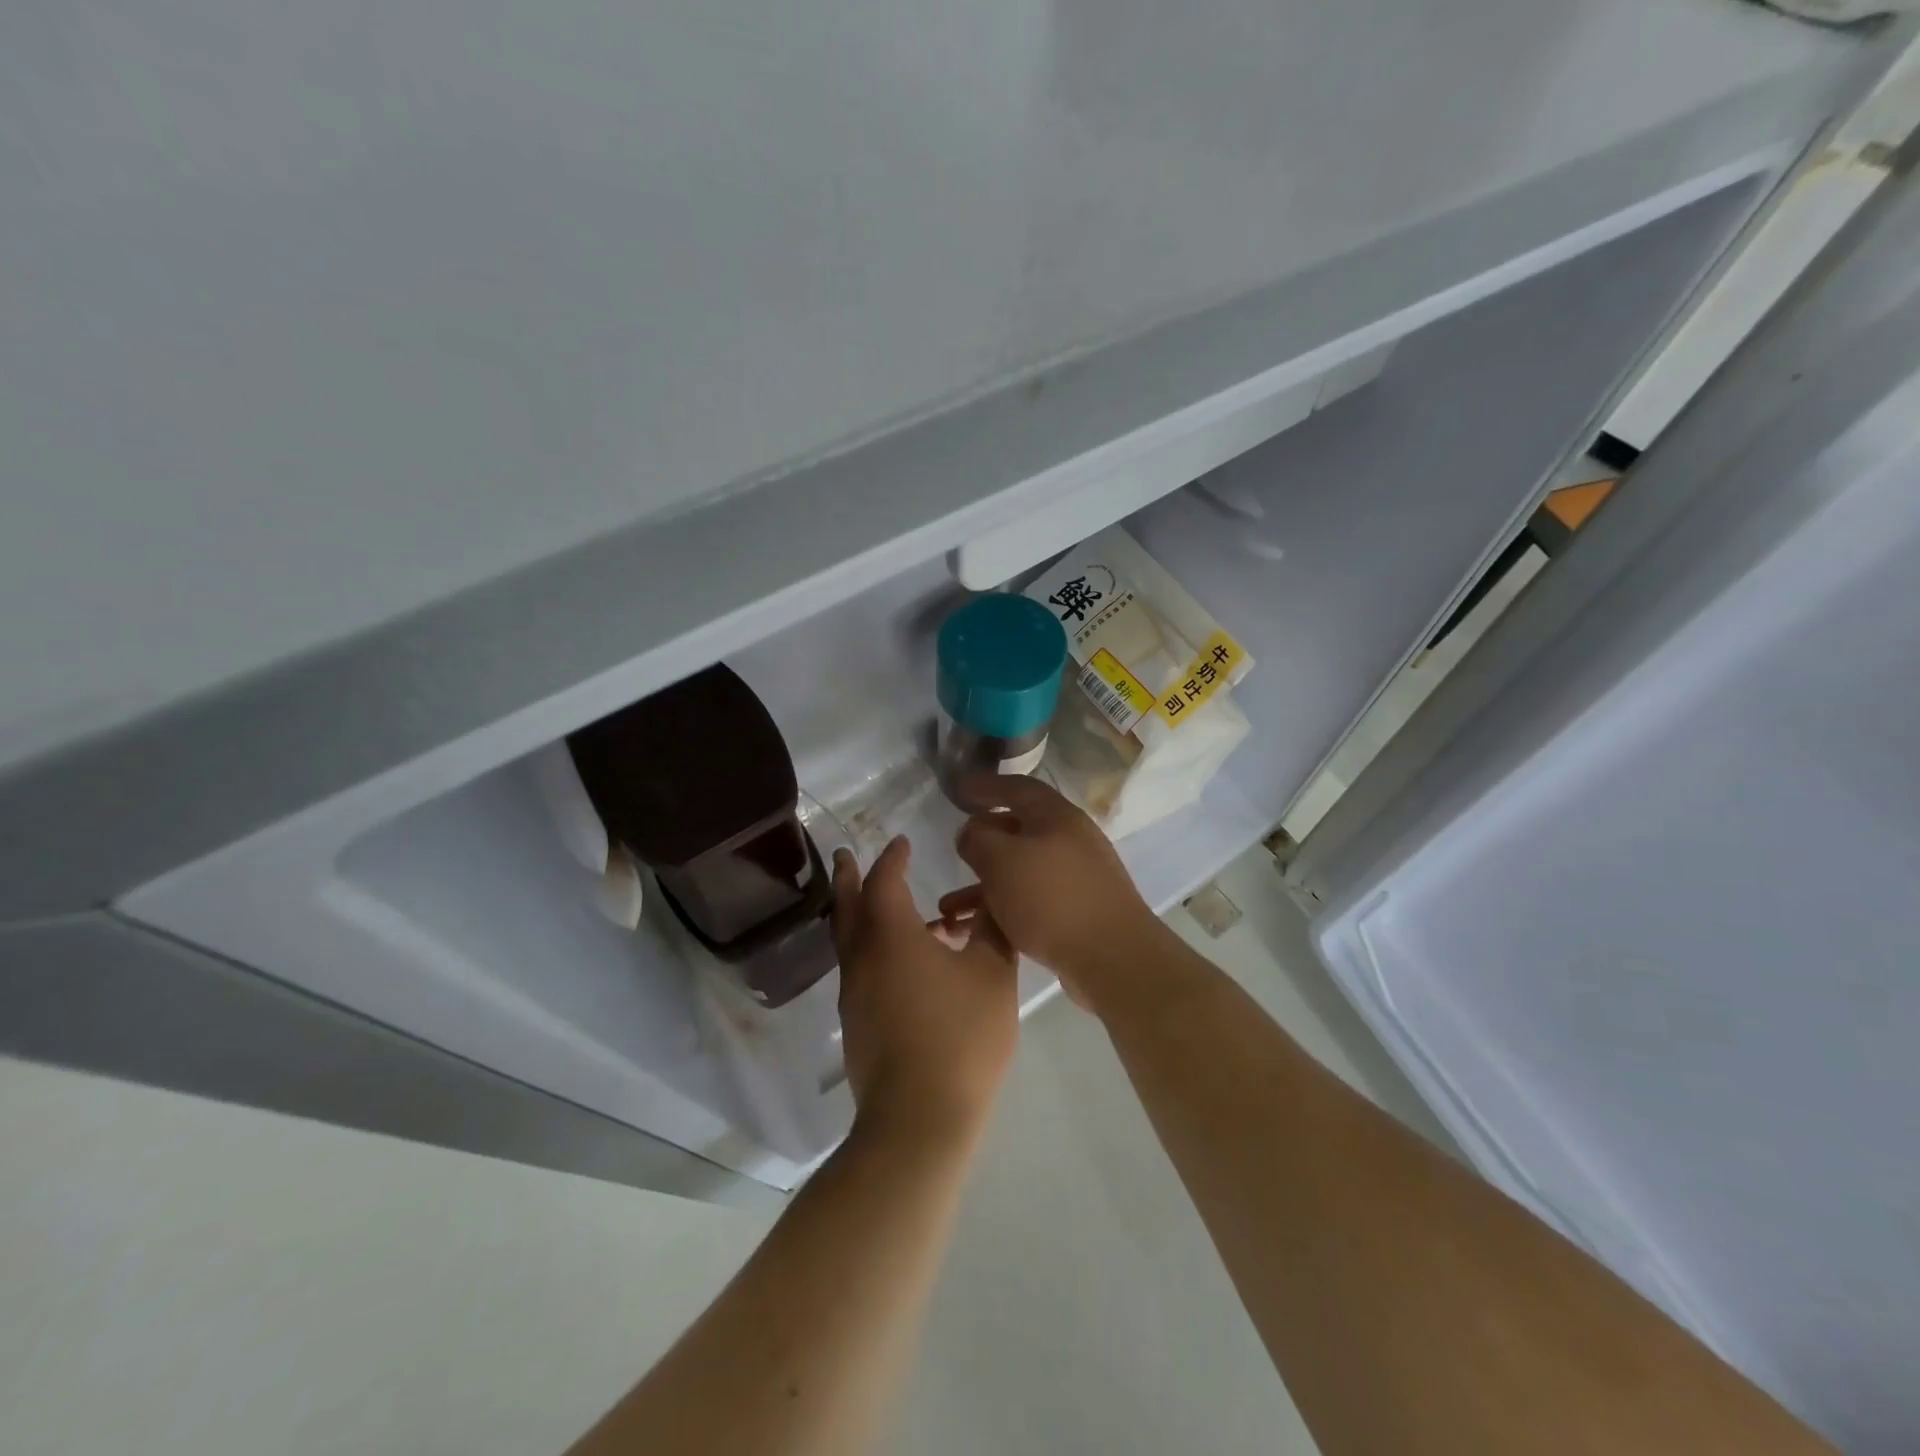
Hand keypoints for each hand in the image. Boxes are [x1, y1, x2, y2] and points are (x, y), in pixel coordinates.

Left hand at [832, 837, 1019, 1148]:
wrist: (919, 1119)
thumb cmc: (960, 1037)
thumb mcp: (992, 975)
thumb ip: (992, 930)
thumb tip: (990, 902)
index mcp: (891, 935)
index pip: (885, 881)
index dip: (893, 858)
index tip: (901, 842)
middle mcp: (862, 958)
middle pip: (848, 906)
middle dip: (848, 877)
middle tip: (845, 855)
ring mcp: (853, 994)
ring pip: (850, 941)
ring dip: (861, 915)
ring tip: (893, 910)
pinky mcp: (856, 1024)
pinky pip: (860, 969)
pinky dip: (872, 949)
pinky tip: (904, 965)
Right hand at [939, 775, 1165, 1010]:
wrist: (1112, 958)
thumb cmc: (1051, 898)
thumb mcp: (1001, 860)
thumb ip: (977, 838)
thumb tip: (972, 830)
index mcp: (1057, 816)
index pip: (1017, 787)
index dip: (986, 785)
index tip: (957, 787)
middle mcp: (1070, 840)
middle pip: (1020, 828)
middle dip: (984, 836)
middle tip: (957, 843)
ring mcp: (1076, 877)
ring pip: (1020, 870)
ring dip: (984, 883)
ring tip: (950, 904)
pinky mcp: (1075, 912)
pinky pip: (1029, 899)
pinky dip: (1001, 907)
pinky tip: (978, 926)